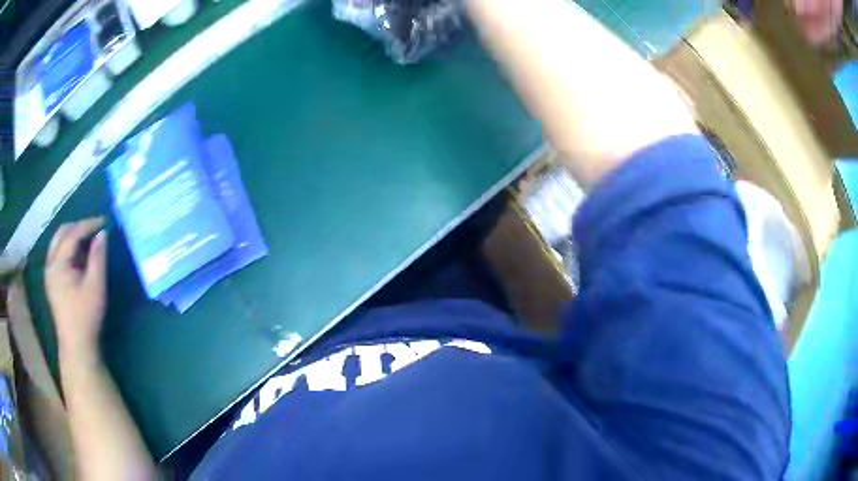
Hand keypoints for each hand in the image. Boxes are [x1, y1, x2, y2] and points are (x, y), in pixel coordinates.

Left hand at [45, 218, 107, 358]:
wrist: (77, 346)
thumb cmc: (86, 316)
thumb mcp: (95, 286)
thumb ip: (98, 257)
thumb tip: (102, 234)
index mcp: (58, 263)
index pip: (72, 234)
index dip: (88, 225)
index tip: (104, 221)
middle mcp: (50, 263)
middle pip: (62, 233)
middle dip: (78, 227)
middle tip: (95, 230)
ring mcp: (49, 273)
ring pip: (59, 243)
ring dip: (73, 237)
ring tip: (88, 242)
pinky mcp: (52, 281)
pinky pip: (58, 254)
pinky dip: (69, 249)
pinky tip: (80, 257)